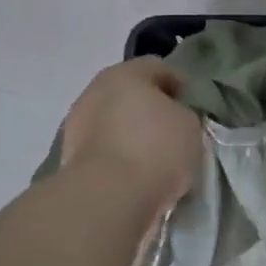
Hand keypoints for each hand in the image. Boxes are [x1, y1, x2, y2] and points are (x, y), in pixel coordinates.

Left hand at [62, 59, 202, 213]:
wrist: (107, 197)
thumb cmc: (155, 149)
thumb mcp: (190, 126)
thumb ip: (184, 114)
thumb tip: (173, 118)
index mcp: (125, 73)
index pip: (159, 68)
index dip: (181, 86)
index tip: (195, 109)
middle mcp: (95, 91)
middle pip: (131, 95)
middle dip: (153, 111)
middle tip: (176, 134)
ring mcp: (77, 124)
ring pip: (114, 123)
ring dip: (133, 136)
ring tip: (157, 161)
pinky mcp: (70, 157)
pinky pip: (104, 150)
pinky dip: (119, 158)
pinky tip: (137, 177)